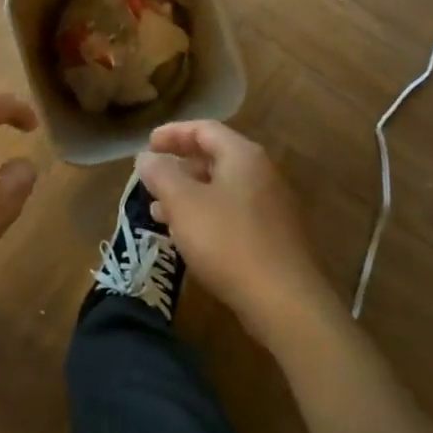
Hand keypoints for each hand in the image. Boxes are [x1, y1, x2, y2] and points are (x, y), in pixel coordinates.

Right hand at [135, 120, 330, 343]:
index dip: (172, 133)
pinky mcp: (273, 238)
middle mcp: (261, 174)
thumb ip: (161, 174)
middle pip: (214, 157)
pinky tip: (187, 237)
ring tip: (157, 212)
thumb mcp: (183, 203)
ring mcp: (271, 207)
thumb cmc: (228, 241)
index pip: (204, 129)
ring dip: (188, 195)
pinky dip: (205, 216)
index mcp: (242, 156)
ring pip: (221, 189)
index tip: (147, 145)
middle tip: (151, 178)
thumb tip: (146, 157)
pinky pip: (232, 214)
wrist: (286, 303)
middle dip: (179, 166)